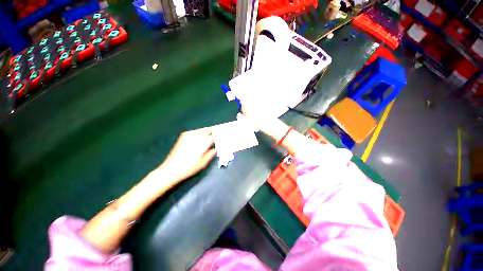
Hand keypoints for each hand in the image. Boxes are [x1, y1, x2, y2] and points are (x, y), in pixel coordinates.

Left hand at [157, 127, 215, 184]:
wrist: (171, 169)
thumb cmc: (189, 168)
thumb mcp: (203, 163)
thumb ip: (210, 154)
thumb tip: (215, 148)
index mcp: (202, 143)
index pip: (214, 136)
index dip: (219, 136)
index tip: (222, 137)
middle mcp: (196, 136)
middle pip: (208, 129)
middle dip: (214, 131)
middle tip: (217, 135)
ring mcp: (189, 135)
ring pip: (202, 129)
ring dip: (207, 131)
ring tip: (210, 136)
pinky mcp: (183, 136)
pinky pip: (195, 131)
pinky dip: (200, 132)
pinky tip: (200, 137)